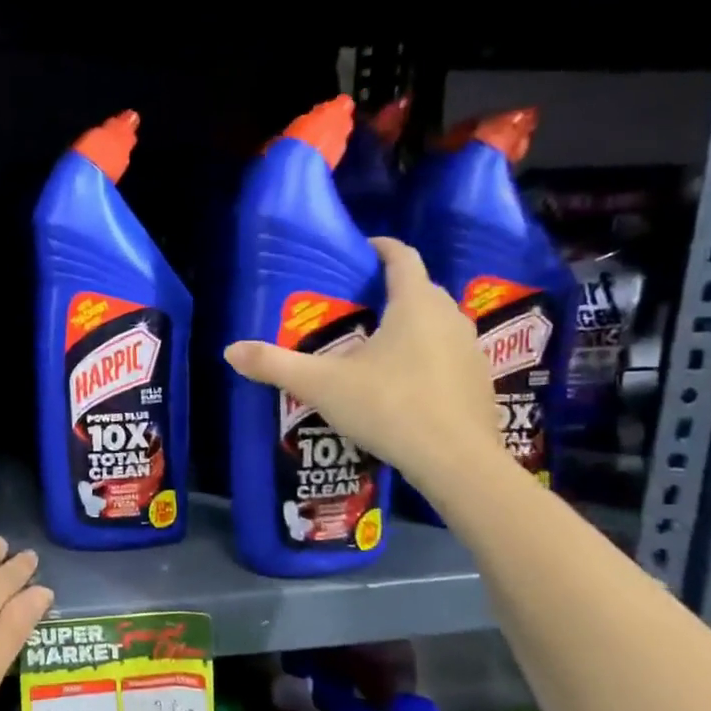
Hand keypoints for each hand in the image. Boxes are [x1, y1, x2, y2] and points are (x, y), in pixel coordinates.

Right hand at [223, 236, 504, 493]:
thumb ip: (274, 365)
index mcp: (415, 305)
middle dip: (393, 290)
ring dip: (413, 326)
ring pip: (439, 324)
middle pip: (422, 290)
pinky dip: (428, 358)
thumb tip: (230, 351)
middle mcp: (450, 318)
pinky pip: (450, 356)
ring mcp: (471, 351)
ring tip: (379, 345)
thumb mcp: (321, 385)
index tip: (363, 249)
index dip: (382, 247)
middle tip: (358, 305)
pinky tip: (405, 385)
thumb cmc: (389, 407)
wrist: (456, 462)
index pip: (403, 258)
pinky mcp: (480, 384)